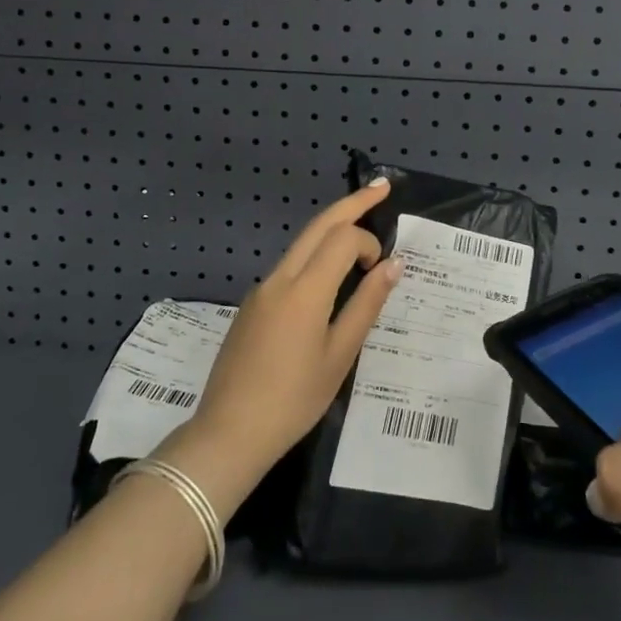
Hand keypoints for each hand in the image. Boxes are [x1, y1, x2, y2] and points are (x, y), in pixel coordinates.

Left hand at [156, 181, 401, 508]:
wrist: (228, 433)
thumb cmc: (293, 400)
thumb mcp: (340, 356)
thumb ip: (366, 305)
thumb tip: (393, 265)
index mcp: (305, 291)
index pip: (343, 239)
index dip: (369, 243)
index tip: (382, 268)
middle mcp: (280, 278)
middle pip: (318, 225)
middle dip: (351, 203)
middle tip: (381, 187)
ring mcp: (261, 290)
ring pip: (301, 243)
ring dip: (332, 227)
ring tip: (360, 221)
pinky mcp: (252, 304)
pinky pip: (289, 266)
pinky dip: (315, 255)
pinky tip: (329, 273)